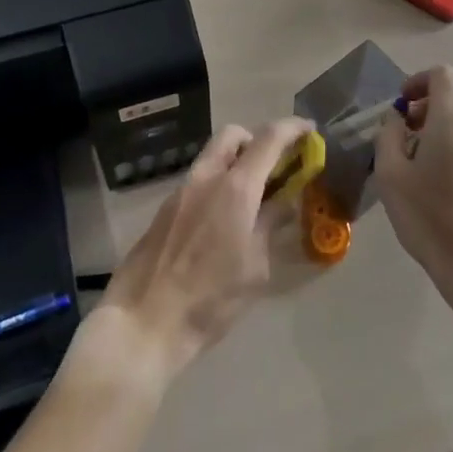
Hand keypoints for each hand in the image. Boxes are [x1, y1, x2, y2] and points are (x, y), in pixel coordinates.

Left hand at [101, 117, 315, 381]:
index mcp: (235, 187)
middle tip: (274, 167)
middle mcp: (206, 177)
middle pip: (233, 135)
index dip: (292, 128)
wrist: (143, 323)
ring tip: (252, 199)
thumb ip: (271, 224)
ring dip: (236, 163)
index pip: (269, 139)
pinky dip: (218, 184)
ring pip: (212, 156)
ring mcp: (181, 190)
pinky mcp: (165, 209)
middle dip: (257, 140)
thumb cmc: (210, 300)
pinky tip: (224, 221)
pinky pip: (199, 180)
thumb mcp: (255, 267)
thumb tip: (286, 200)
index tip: (309, 130)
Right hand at [373, 66, 452, 293]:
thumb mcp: (390, 173)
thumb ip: (388, 134)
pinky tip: (435, 177)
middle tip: (401, 136)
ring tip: (415, 160)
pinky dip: (450, 142)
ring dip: (436, 126)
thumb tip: (396, 118)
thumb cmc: (428, 215)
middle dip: (424, 107)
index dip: (418, 80)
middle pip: (451, 96)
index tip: (401, 105)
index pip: (442, 74)